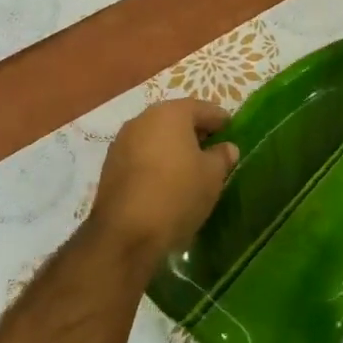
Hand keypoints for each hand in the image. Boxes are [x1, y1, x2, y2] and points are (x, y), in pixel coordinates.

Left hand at [90, 99, 238, 262]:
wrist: (125, 234)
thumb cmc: (177, 194)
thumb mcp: (212, 176)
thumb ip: (222, 156)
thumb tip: (226, 148)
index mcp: (170, 113)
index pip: (202, 108)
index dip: (220, 119)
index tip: (231, 131)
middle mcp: (143, 119)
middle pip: (176, 119)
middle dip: (195, 131)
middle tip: (213, 149)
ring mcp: (122, 142)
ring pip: (156, 136)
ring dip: (173, 146)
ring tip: (190, 167)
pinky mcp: (110, 166)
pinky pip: (141, 155)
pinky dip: (156, 161)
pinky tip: (166, 180)